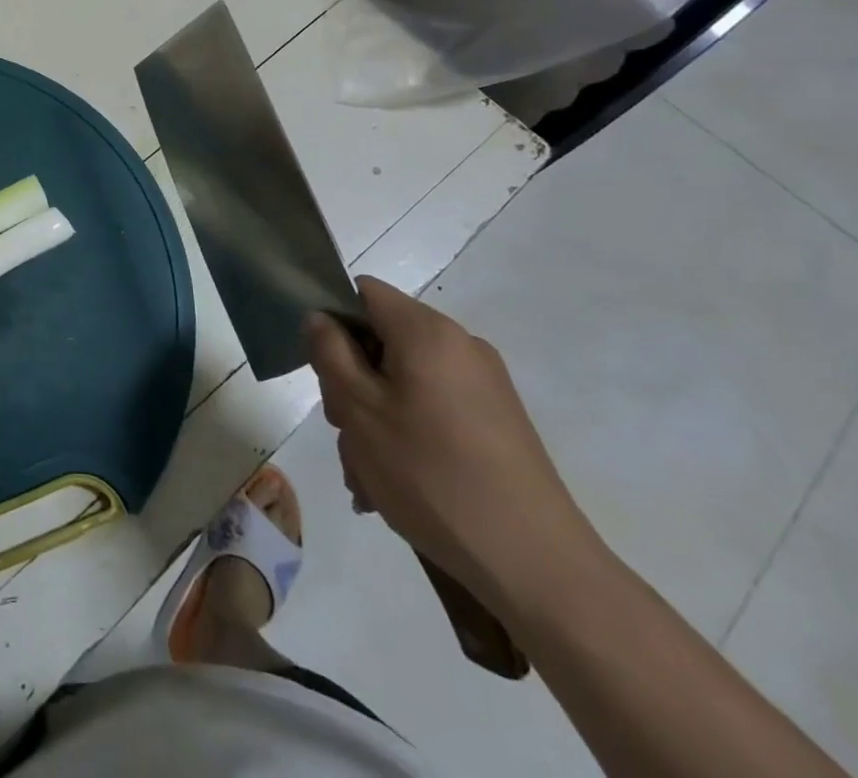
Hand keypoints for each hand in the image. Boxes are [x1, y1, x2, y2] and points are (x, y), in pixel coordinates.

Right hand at [305, 277, 600, 610]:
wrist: (536, 565)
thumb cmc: (431, 473)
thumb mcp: (358, 408)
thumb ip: (329, 352)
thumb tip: (321, 318)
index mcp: (427, 331)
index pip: (363, 293)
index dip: (333, 321)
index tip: (323, 370)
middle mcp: (461, 346)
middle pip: (383, 341)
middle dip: (353, 382)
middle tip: (344, 433)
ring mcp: (485, 386)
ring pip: (404, 382)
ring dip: (376, 418)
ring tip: (368, 477)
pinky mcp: (498, 424)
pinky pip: (434, 410)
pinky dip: (409, 435)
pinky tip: (397, 486)